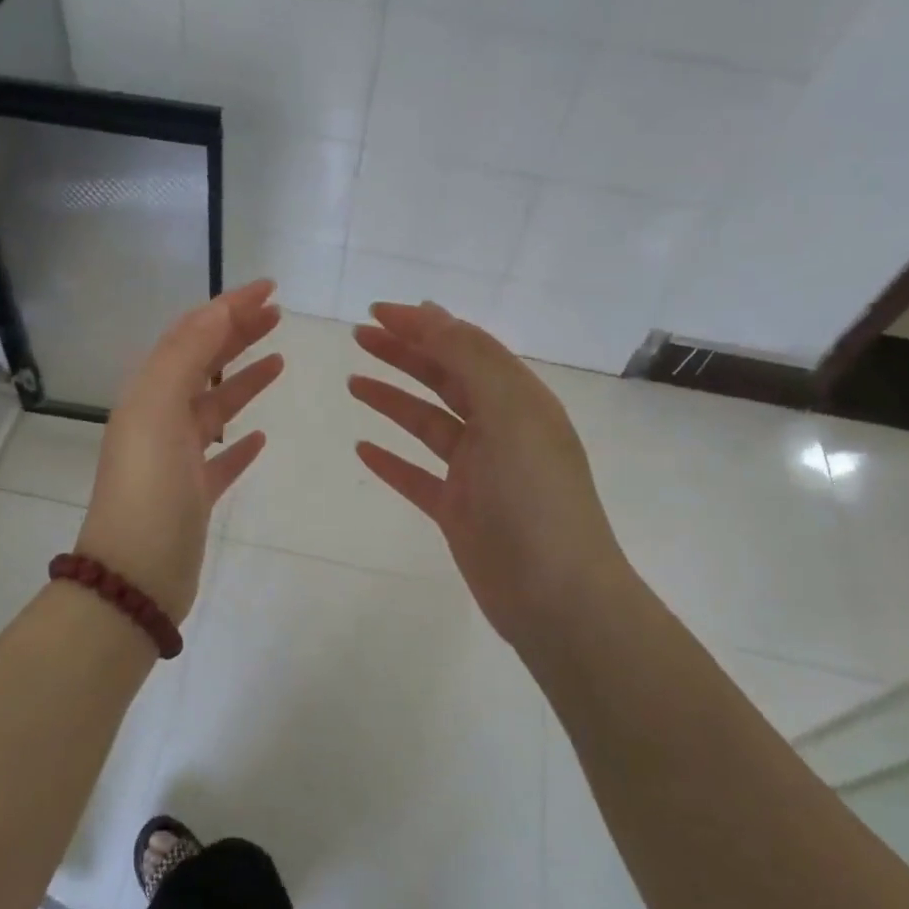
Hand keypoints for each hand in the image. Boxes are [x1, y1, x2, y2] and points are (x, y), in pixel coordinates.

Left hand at [75, 279, 283, 620]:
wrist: (135, 578)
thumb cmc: (149, 489)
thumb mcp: (159, 410)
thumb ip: (186, 356)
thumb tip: (217, 310)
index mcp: (149, 395)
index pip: (191, 335)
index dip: (228, 308)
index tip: (270, 289)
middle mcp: (159, 420)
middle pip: (203, 365)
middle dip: (238, 335)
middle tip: (279, 316)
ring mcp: (175, 460)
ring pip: (215, 408)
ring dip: (243, 380)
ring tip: (279, 361)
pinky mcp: (193, 495)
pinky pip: (221, 458)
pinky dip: (240, 442)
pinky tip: (261, 437)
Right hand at [348, 301, 631, 658]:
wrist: (555, 596)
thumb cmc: (534, 497)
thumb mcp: (509, 414)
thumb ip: (470, 360)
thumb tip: (433, 315)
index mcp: (518, 401)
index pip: (466, 347)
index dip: (423, 326)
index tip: (376, 312)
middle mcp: (500, 430)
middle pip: (445, 380)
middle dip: (403, 355)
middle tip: (358, 338)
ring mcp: (478, 472)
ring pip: (428, 424)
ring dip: (393, 400)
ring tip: (353, 383)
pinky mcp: (459, 511)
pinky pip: (418, 476)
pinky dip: (392, 460)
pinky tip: (363, 449)